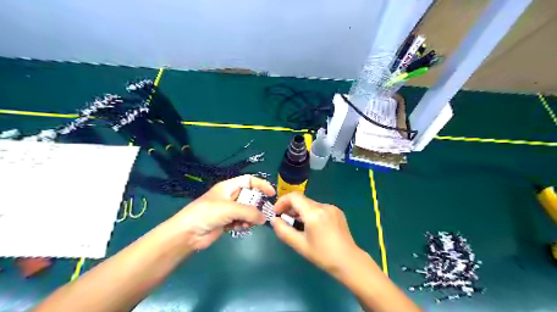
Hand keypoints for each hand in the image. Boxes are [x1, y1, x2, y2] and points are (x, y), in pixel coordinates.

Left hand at [168, 176, 274, 250]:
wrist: (187, 233)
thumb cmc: (207, 213)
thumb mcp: (230, 208)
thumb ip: (249, 212)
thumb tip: (264, 218)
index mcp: (228, 187)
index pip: (249, 180)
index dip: (261, 185)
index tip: (272, 194)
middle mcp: (229, 196)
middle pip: (249, 197)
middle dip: (256, 205)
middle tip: (262, 214)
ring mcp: (228, 210)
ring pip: (246, 211)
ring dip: (250, 217)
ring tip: (247, 223)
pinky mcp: (226, 222)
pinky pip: (241, 221)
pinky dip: (244, 224)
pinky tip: (241, 228)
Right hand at [270, 192, 360, 274]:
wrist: (349, 261)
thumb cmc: (323, 255)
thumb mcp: (300, 245)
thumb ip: (283, 231)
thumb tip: (274, 220)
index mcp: (314, 213)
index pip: (294, 197)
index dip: (282, 202)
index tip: (276, 213)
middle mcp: (323, 206)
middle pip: (302, 200)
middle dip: (290, 208)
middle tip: (285, 221)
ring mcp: (332, 207)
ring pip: (310, 204)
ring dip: (300, 211)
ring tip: (297, 225)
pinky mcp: (337, 211)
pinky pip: (319, 208)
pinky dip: (311, 213)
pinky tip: (312, 226)